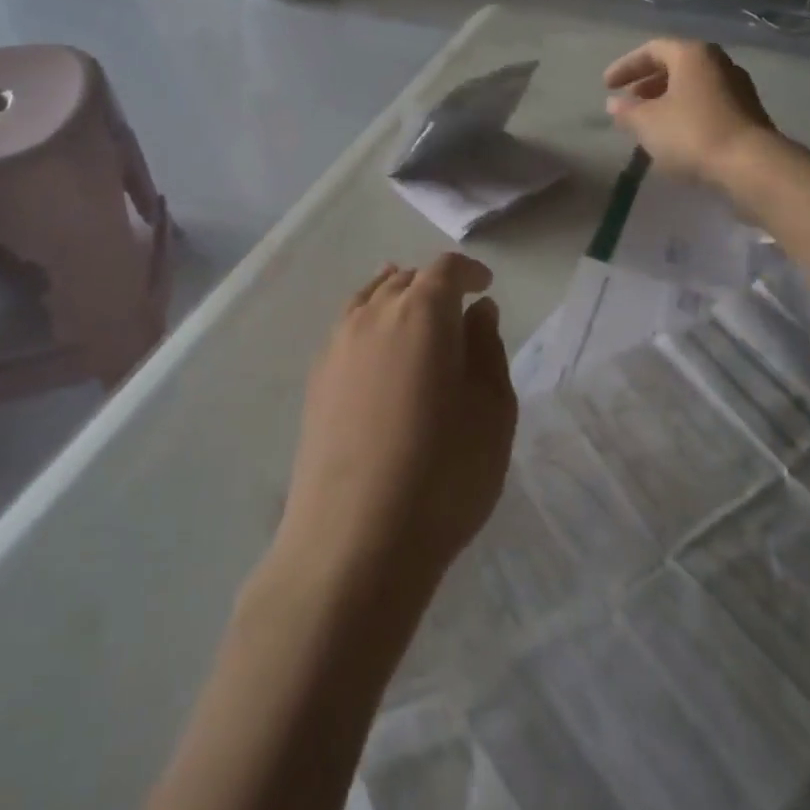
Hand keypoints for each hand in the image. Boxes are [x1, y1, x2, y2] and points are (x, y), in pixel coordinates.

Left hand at [279, 254, 516, 592]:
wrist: (354, 540)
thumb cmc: (443, 473)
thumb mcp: (492, 410)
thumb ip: (487, 349)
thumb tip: (478, 311)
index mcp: (422, 312)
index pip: (445, 269)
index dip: (468, 272)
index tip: (485, 286)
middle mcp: (374, 315)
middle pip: (405, 279)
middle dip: (434, 284)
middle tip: (456, 308)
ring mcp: (338, 346)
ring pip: (370, 299)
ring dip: (396, 298)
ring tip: (414, 314)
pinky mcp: (316, 380)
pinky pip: (347, 329)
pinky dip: (369, 323)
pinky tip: (379, 352)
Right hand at [604, 38, 776, 184]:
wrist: (751, 165)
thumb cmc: (692, 134)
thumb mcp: (647, 123)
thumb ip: (627, 111)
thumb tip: (614, 104)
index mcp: (692, 55)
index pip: (652, 49)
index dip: (626, 66)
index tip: (607, 86)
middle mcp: (718, 62)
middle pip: (676, 65)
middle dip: (648, 82)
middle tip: (629, 101)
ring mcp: (737, 87)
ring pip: (693, 85)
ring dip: (667, 98)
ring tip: (648, 120)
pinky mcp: (747, 112)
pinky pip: (707, 102)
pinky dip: (686, 111)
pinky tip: (674, 134)